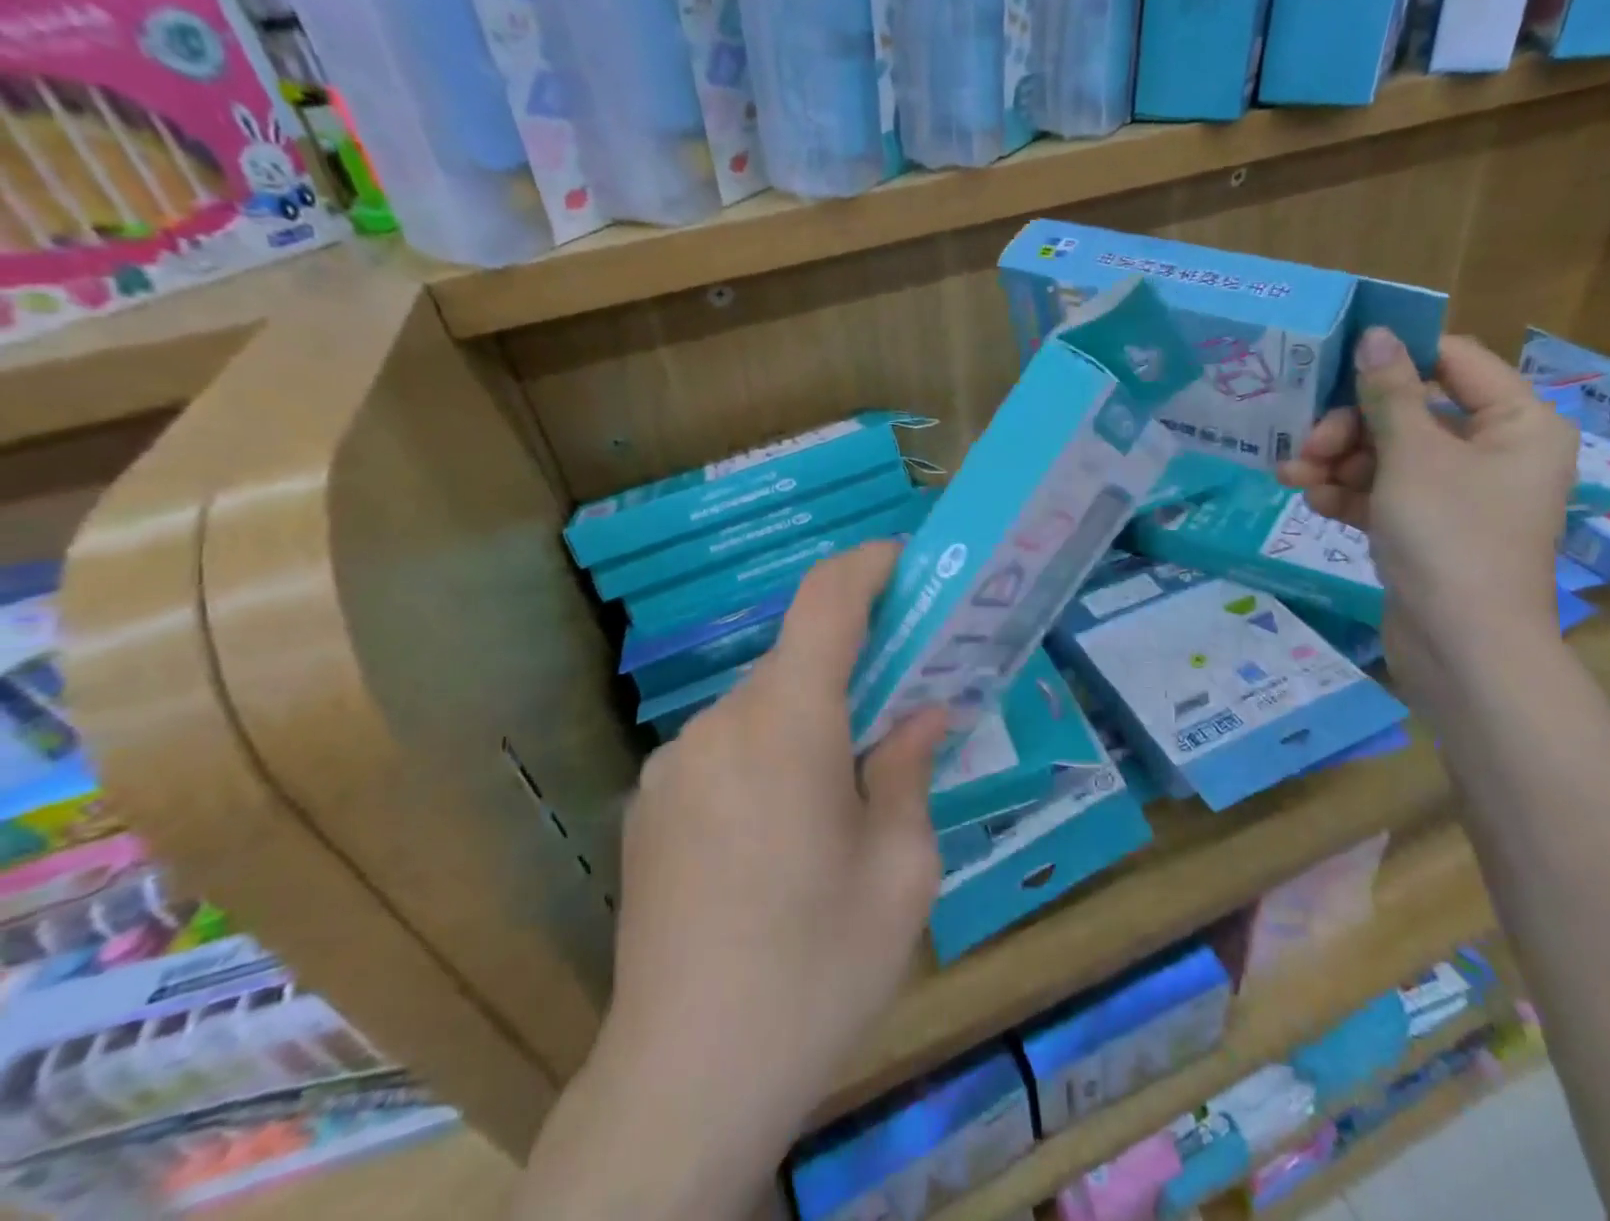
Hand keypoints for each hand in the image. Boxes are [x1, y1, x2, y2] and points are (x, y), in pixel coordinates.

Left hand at [521, 543, 944, 1220]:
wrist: (682, 1085)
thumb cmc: (816, 971)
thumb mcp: (901, 873)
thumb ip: (911, 771)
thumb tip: (923, 712)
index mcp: (786, 725)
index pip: (824, 602)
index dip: (866, 565)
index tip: (904, 561)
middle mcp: (719, 724)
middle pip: (796, 659)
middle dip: (853, 666)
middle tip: (902, 703)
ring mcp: (672, 764)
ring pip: (761, 706)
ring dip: (809, 718)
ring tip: (845, 788)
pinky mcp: (647, 805)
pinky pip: (724, 748)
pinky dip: (767, 753)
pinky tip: (781, 833)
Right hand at [1278, 330, 1575, 688]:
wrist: (1461, 647)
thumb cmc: (1449, 537)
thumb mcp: (1412, 457)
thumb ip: (1390, 393)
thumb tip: (1375, 333)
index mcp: (1516, 423)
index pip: (1453, 362)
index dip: (1394, 358)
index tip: (1335, 364)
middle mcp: (1493, 451)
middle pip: (1410, 412)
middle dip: (1350, 427)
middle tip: (1308, 445)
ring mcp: (1458, 493)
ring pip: (1388, 455)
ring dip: (1338, 462)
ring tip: (1293, 479)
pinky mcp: (1427, 528)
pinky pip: (1384, 494)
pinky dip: (1349, 494)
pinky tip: (1314, 503)